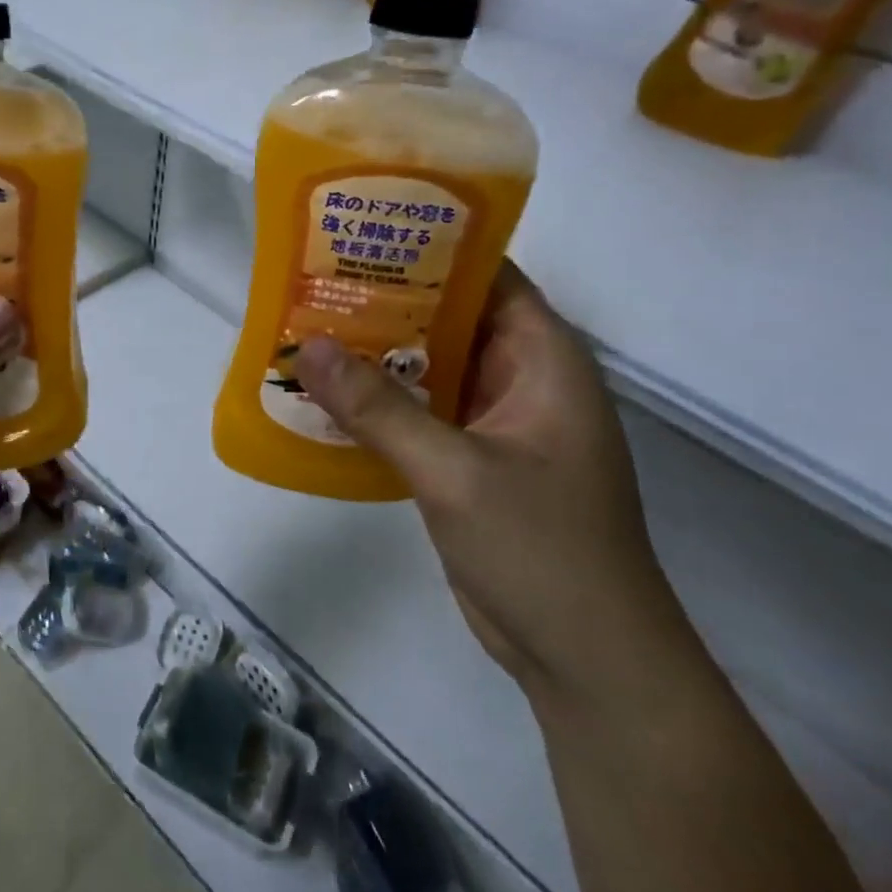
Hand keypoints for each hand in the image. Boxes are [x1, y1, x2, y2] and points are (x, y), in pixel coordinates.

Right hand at [295, 263, 697, 707]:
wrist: (585, 659)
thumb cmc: (542, 550)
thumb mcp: (454, 471)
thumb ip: (378, 409)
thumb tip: (306, 347)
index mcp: (542, 359)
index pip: (487, 275)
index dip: (429, 247)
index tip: (363, 233)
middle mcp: (521, 379)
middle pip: (448, 318)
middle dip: (385, 300)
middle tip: (313, 280)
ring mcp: (496, 423)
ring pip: (427, 368)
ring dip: (375, 354)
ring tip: (306, 329)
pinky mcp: (471, 461)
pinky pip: (419, 413)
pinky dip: (378, 403)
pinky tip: (324, 397)